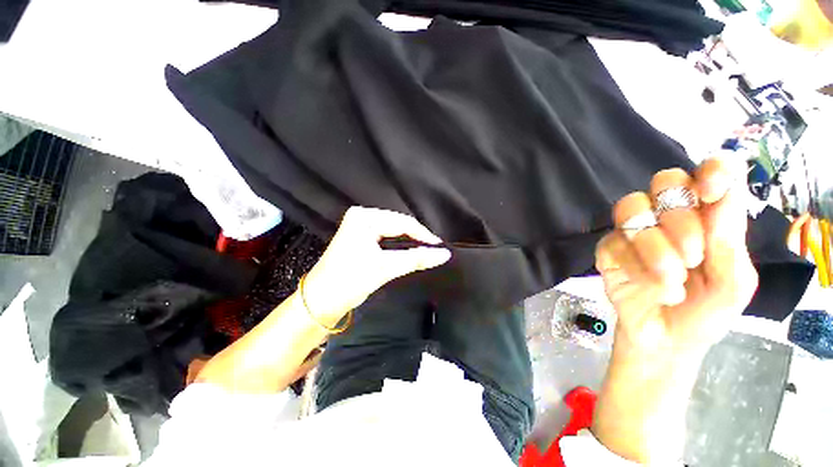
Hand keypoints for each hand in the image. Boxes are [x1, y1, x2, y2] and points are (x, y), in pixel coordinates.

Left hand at [302, 207, 450, 324]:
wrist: (320, 301)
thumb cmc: (349, 281)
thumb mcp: (385, 268)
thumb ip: (416, 259)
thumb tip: (444, 254)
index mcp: (364, 218)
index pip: (402, 222)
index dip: (424, 235)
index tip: (440, 247)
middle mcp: (362, 216)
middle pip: (398, 224)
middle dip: (417, 237)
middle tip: (435, 250)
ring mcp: (360, 225)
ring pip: (394, 230)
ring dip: (409, 240)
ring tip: (426, 250)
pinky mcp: (360, 236)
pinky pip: (387, 236)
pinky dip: (399, 244)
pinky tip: (410, 249)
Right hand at [596, 157, 758, 355]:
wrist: (666, 341)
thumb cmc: (706, 312)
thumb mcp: (733, 286)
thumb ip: (730, 245)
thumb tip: (721, 199)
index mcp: (708, 217)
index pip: (709, 172)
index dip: (711, 169)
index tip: (712, 192)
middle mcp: (669, 216)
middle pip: (665, 182)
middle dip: (680, 217)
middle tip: (693, 256)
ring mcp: (634, 231)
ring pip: (632, 208)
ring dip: (654, 244)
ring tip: (672, 278)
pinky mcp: (608, 250)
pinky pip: (614, 243)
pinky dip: (636, 267)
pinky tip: (655, 289)